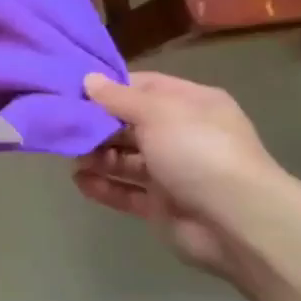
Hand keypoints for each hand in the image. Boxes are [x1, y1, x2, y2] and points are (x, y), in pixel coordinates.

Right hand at [74, 72, 284, 275]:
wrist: (234, 220)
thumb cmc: (198, 151)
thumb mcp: (157, 112)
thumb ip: (119, 98)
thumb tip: (88, 80)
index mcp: (191, 104)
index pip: (144, 87)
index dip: (111, 88)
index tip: (75, 91)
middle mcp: (182, 135)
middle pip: (131, 125)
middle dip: (99, 126)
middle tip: (66, 127)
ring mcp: (172, 173)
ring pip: (125, 159)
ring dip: (97, 157)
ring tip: (71, 157)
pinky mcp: (160, 205)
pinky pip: (125, 192)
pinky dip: (103, 186)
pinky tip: (79, 181)